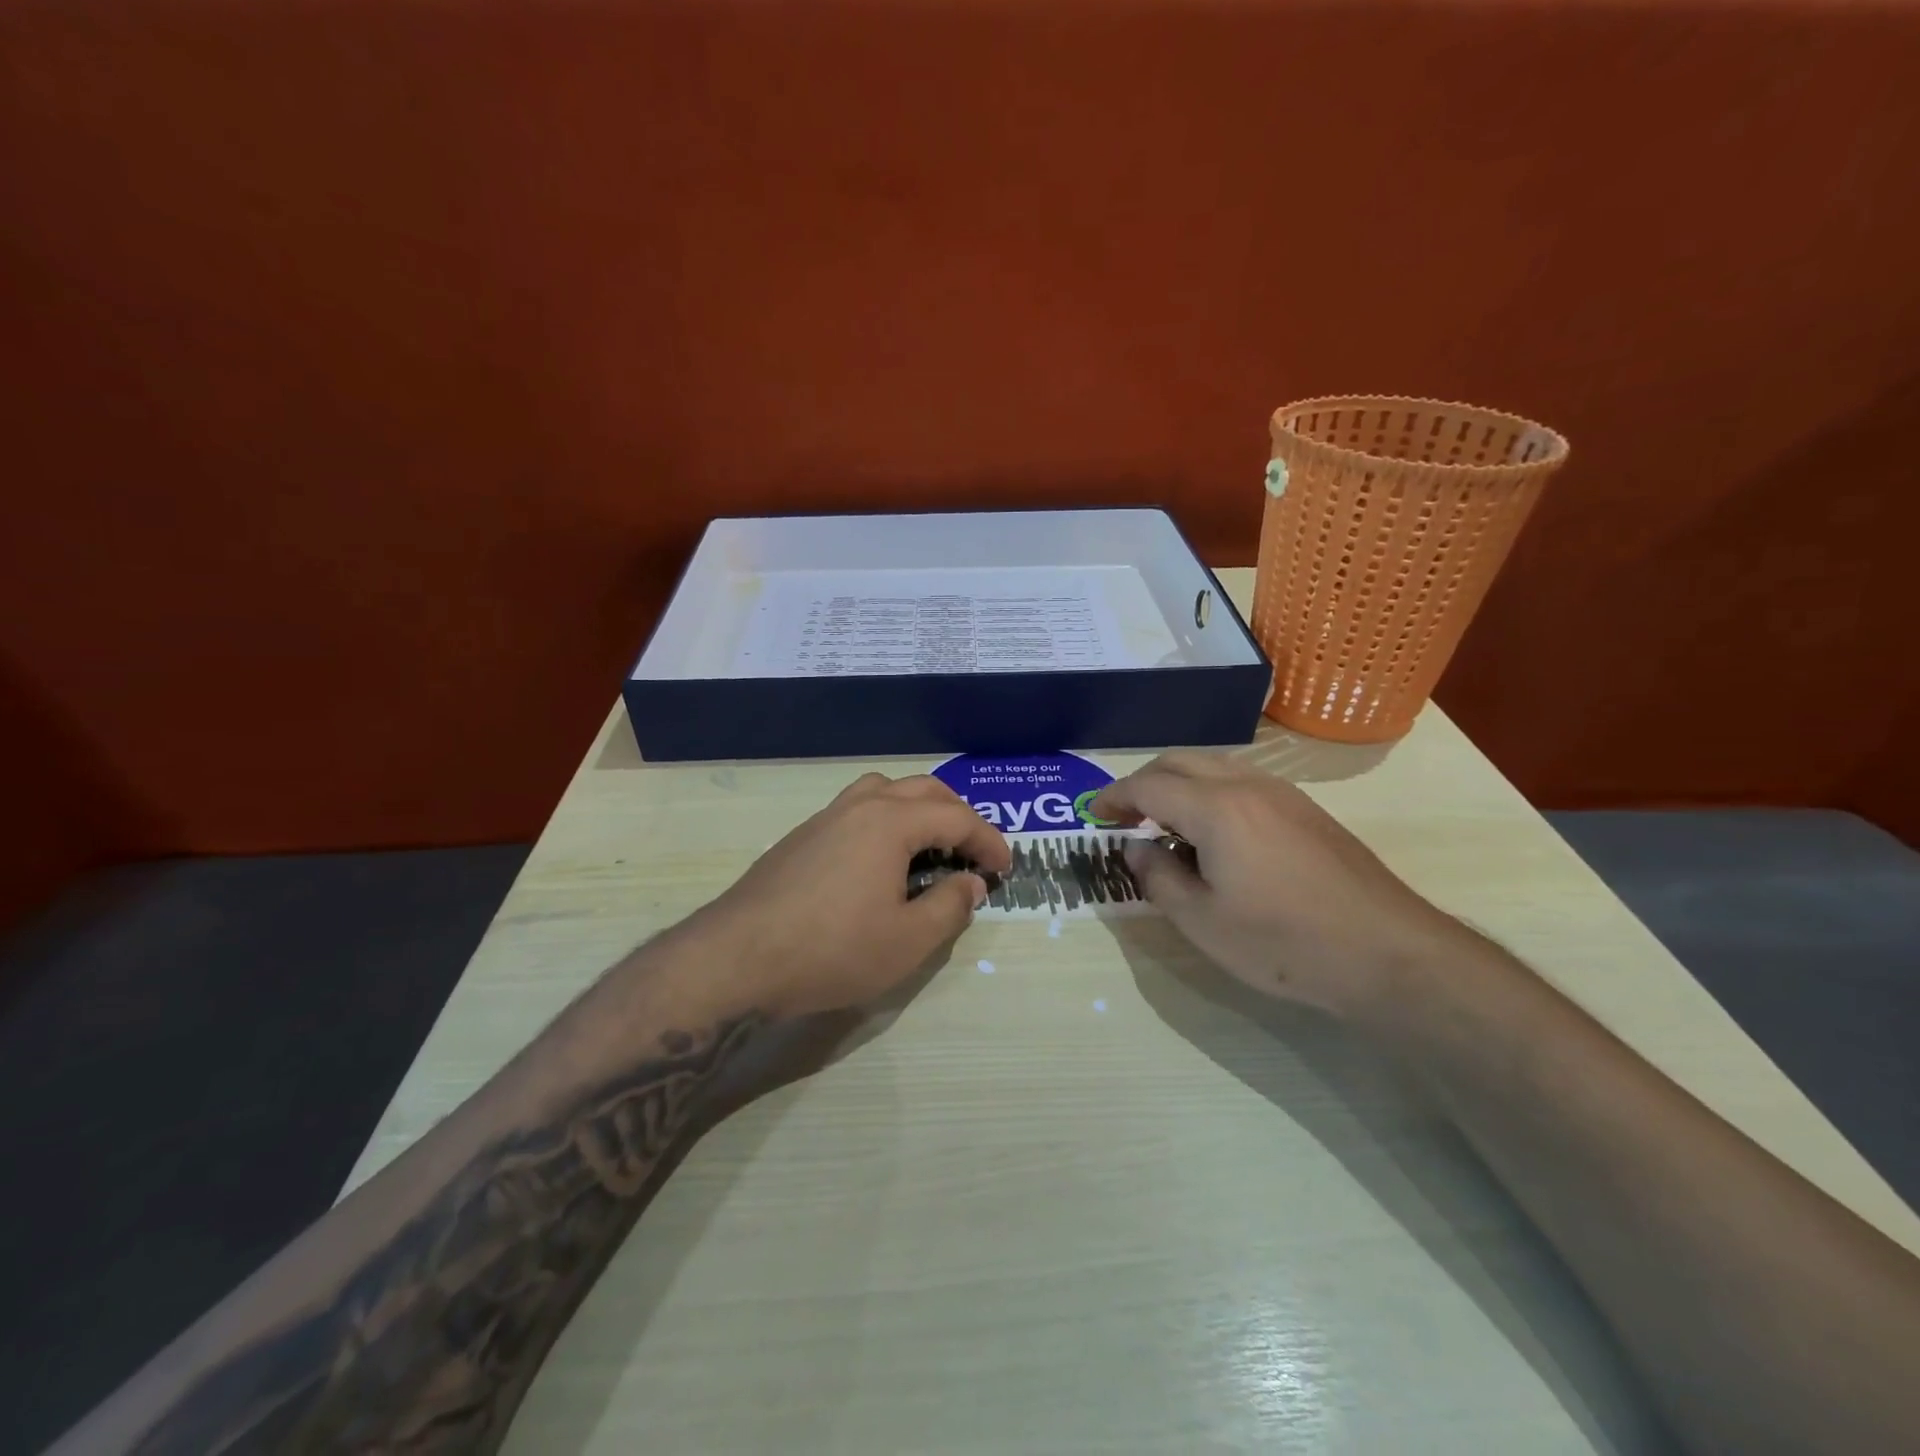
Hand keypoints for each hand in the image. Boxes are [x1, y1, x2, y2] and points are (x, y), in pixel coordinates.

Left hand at [691, 773, 1010, 1018]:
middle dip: (958, 815)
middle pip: (922, 790)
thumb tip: (971, 882)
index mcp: (891, 822)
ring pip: (884, 791)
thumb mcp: (907, 941)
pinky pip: (857, 809)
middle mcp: (859, 806)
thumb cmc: (831, 950)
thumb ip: (950, 906)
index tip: (1005, 868)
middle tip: (974, 851)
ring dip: (918, 808)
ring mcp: (825, 817)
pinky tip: (881, 860)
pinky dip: (886, 820)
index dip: (989, 841)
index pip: (957, 818)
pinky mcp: (801, 836)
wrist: (735, 958)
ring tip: (930, 845)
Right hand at [1089, 752, 1462, 1016]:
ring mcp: (1282, 794)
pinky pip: (1242, 781)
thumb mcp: (1202, 922)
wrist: (1388, 954)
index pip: (1148, 786)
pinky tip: (1214, 833)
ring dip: (1178, 783)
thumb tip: (1138, 848)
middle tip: (1123, 815)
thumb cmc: (1284, 943)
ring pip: (1214, 766)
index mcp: (1215, 808)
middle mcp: (1247, 786)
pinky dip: (1210, 792)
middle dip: (1143, 782)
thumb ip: (1158, 877)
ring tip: (1164, 824)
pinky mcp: (1307, 810)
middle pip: (1180, 761)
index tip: (1093, 815)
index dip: (1114, 797)